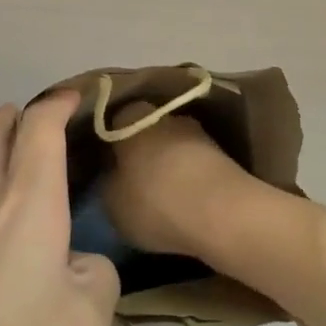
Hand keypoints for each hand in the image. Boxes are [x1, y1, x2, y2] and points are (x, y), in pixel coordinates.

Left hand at [0, 93, 118, 325]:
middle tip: (30, 119)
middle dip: (9, 118)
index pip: (38, 128)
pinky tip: (2, 274)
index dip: (57, 104)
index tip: (75, 99)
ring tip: (28, 205)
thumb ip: (94, 278)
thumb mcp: (89, 323)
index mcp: (26, 203)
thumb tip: (76, 267)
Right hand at [100, 102, 258, 261]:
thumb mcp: (112, 202)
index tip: (105, 167)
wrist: (221, 211)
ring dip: (167, 165)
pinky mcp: (221, 152)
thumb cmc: (154, 201)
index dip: (108, 146)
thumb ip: (109, 183)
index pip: (113, 123)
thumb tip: (114, 176)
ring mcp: (196, 130)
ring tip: (160, 197)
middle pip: (145, 132)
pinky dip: (188, 177)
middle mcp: (164, 114)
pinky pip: (193, 163)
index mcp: (131, 116)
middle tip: (131, 182)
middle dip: (140, 153)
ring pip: (172, 146)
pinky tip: (184, 201)